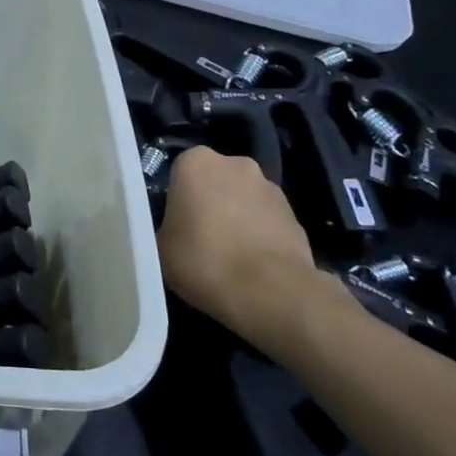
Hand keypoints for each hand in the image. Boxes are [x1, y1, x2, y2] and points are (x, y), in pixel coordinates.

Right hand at [158, 147, 332, 345]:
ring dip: (236, 216)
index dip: (176, 197)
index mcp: (196, 162)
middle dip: (209, 201)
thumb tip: (173, 226)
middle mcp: (235, 163)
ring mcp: (270, 187)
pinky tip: (253, 264)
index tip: (174, 222)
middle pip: (214, 180)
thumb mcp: (159, 245)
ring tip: (230, 254)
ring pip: (242, 198)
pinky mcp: (295, 215)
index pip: (179, 171)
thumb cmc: (204, 260)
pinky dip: (259, 234)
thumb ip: (164, 224)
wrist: (272, 293)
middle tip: (200, 236)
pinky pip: (266, 220)